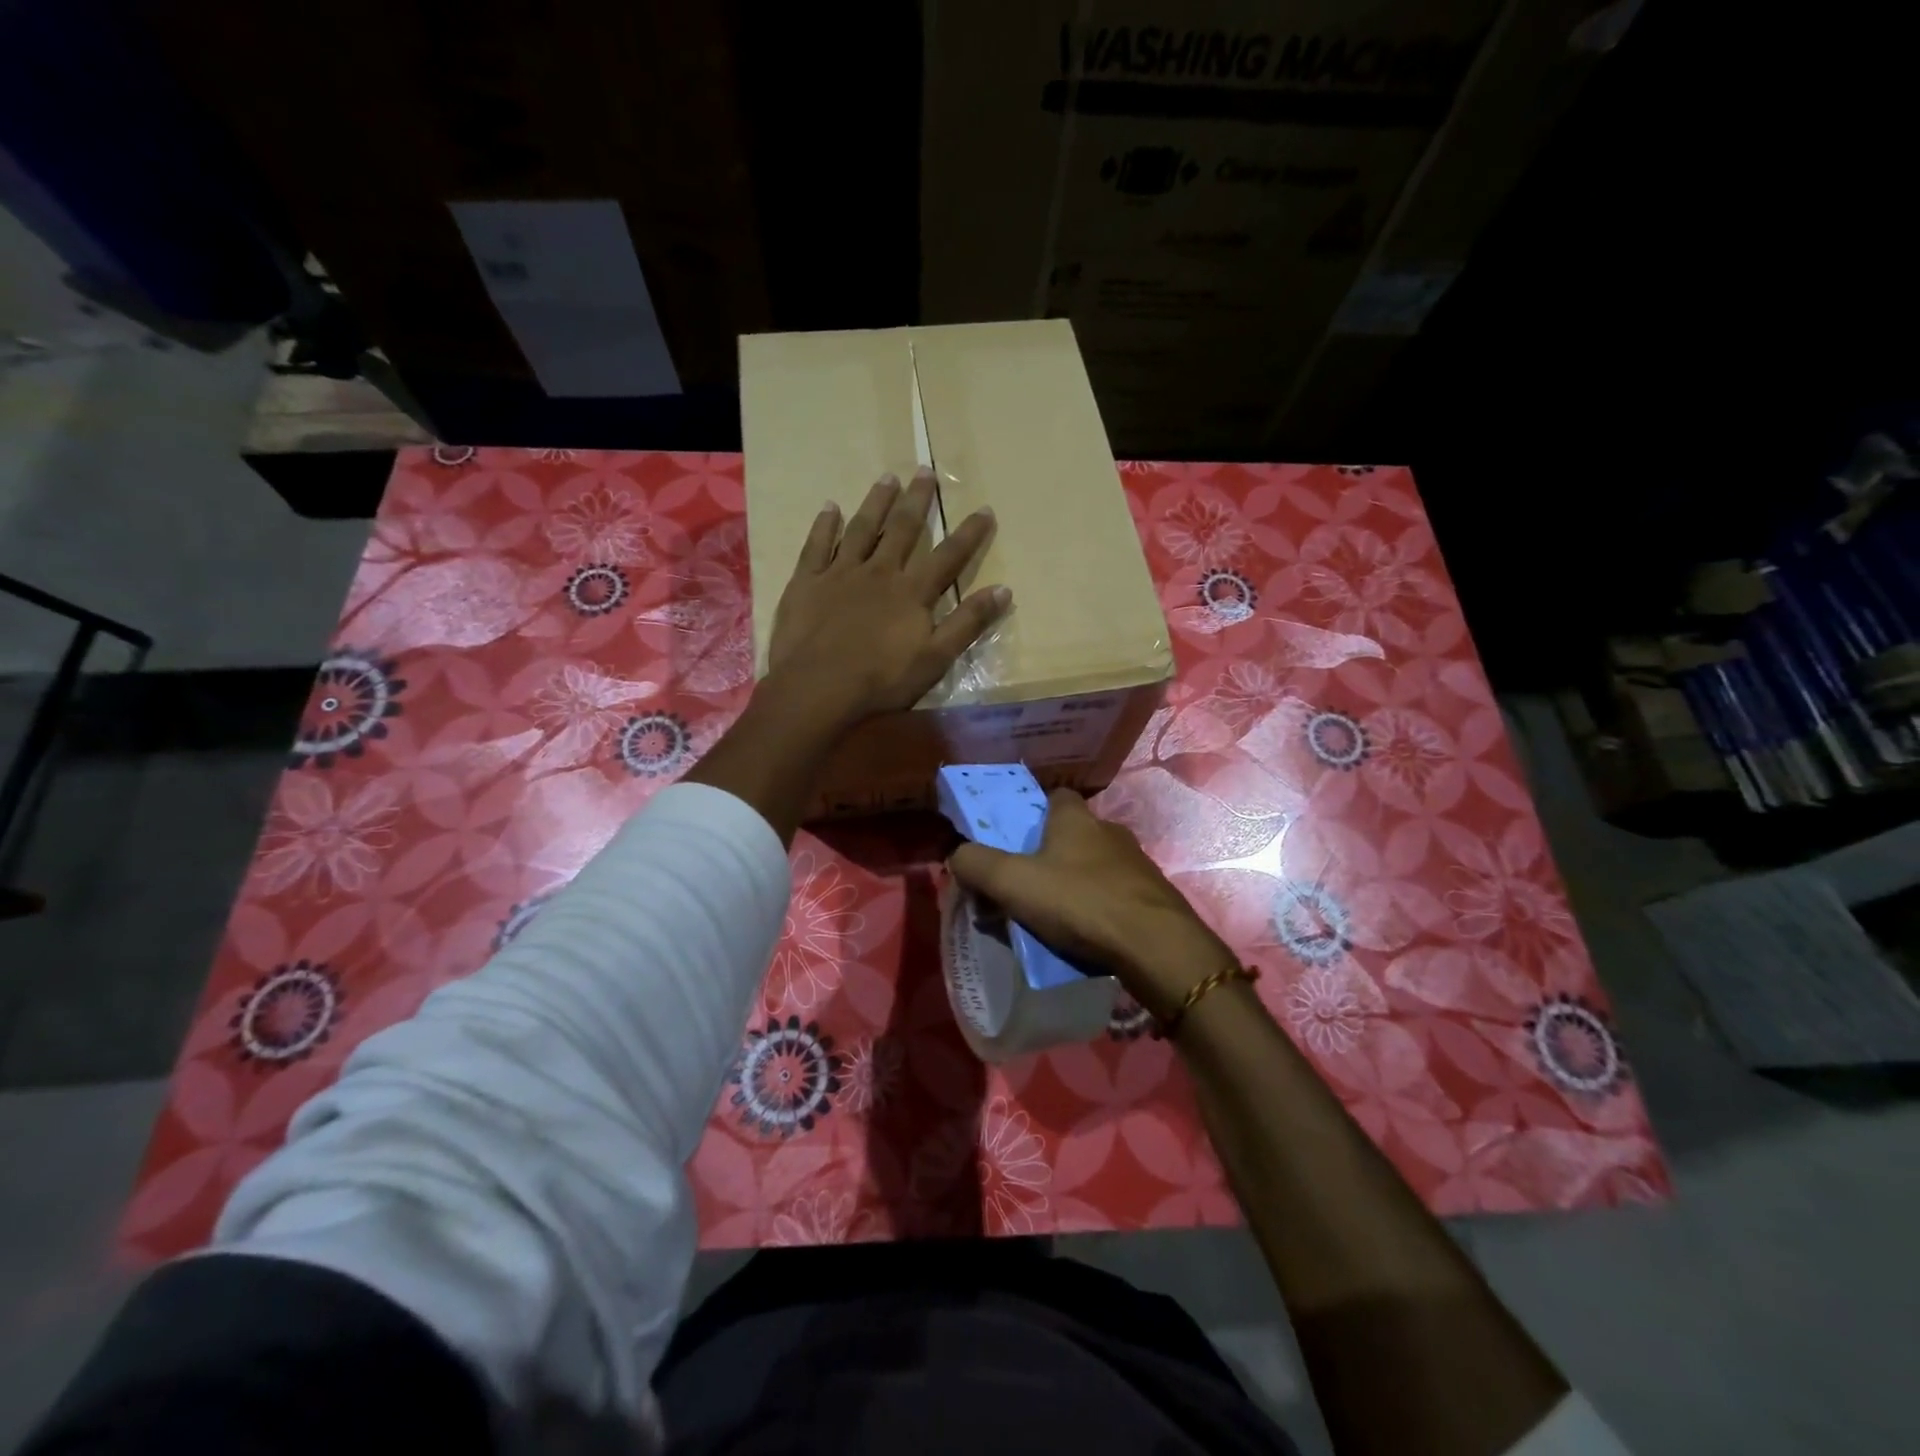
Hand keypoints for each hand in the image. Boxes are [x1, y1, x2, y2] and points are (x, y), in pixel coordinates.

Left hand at [767, 468, 1009, 727]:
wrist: (818, 687)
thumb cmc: (881, 680)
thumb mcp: (936, 658)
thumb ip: (968, 623)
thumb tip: (1004, 590)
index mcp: (912, 592)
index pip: (948, 556)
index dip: (969, 533)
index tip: (984, 509)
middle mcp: (879, 571)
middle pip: (902, 529)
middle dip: (917, 500)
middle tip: (926, 471)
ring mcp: (840, 572)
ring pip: (861, 528)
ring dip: (876, 502)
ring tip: (888, 477)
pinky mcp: (807, 581)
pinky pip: (817, 545)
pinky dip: (824, 524)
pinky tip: (829, 507)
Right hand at [948, 789, 1236, 1022]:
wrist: (1154, 946)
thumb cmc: (1079, 902)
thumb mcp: (1012, 882)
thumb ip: (976, 864)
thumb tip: (956, 854)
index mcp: (1076, 819)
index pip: (1055, 797)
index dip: (1033, 812)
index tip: (1015, 839)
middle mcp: (1109, 831)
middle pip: (1073, 834)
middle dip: (1050, 855)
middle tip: (1026, 885)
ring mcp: (1136, 864)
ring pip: (1095, 866)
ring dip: (1075, 884)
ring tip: (1053, 917)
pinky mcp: (1152, 896)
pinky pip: (1115, 895)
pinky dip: (1098, 908)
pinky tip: (1086, 934)